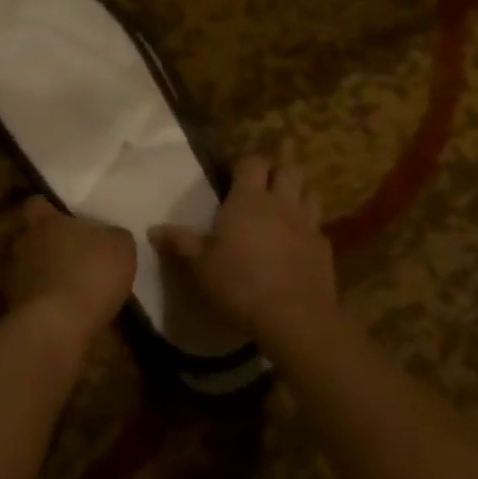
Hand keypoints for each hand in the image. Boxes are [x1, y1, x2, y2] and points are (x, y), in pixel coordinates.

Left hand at [4, 197, 136, 347]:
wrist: (56, 327)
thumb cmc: (90, 275)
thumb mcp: (120, 248)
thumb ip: (113, 235)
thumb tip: (109, 236)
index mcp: (45, 222)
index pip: (36, 204)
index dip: (49, 210)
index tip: (65, 219)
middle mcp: (22, 244)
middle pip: (32, 238)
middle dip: (48, 246)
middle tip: (73, 257)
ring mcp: (12, 277)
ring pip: (29, 269)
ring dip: (45, 276)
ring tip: (70, 290)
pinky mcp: (11, 308)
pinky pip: (29, 298)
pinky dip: (43, 303)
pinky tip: (64, 314)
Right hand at [150, 155, 338, 348]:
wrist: (294, 317)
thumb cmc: (239, 284)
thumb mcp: (200, 265)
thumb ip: (179, 243)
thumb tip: (153, 229)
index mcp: (249, 200)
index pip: (253, 161)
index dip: (244, 165)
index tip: (232, 178)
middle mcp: (281, 203)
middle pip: (289, 169)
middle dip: (277, 174)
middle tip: (261, 191)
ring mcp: (308, 224)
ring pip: (310, 193)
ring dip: (298, 196)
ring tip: (283, 213)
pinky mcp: (325, 248)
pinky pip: (318, 228)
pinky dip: (308, 231)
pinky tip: (297, 248)